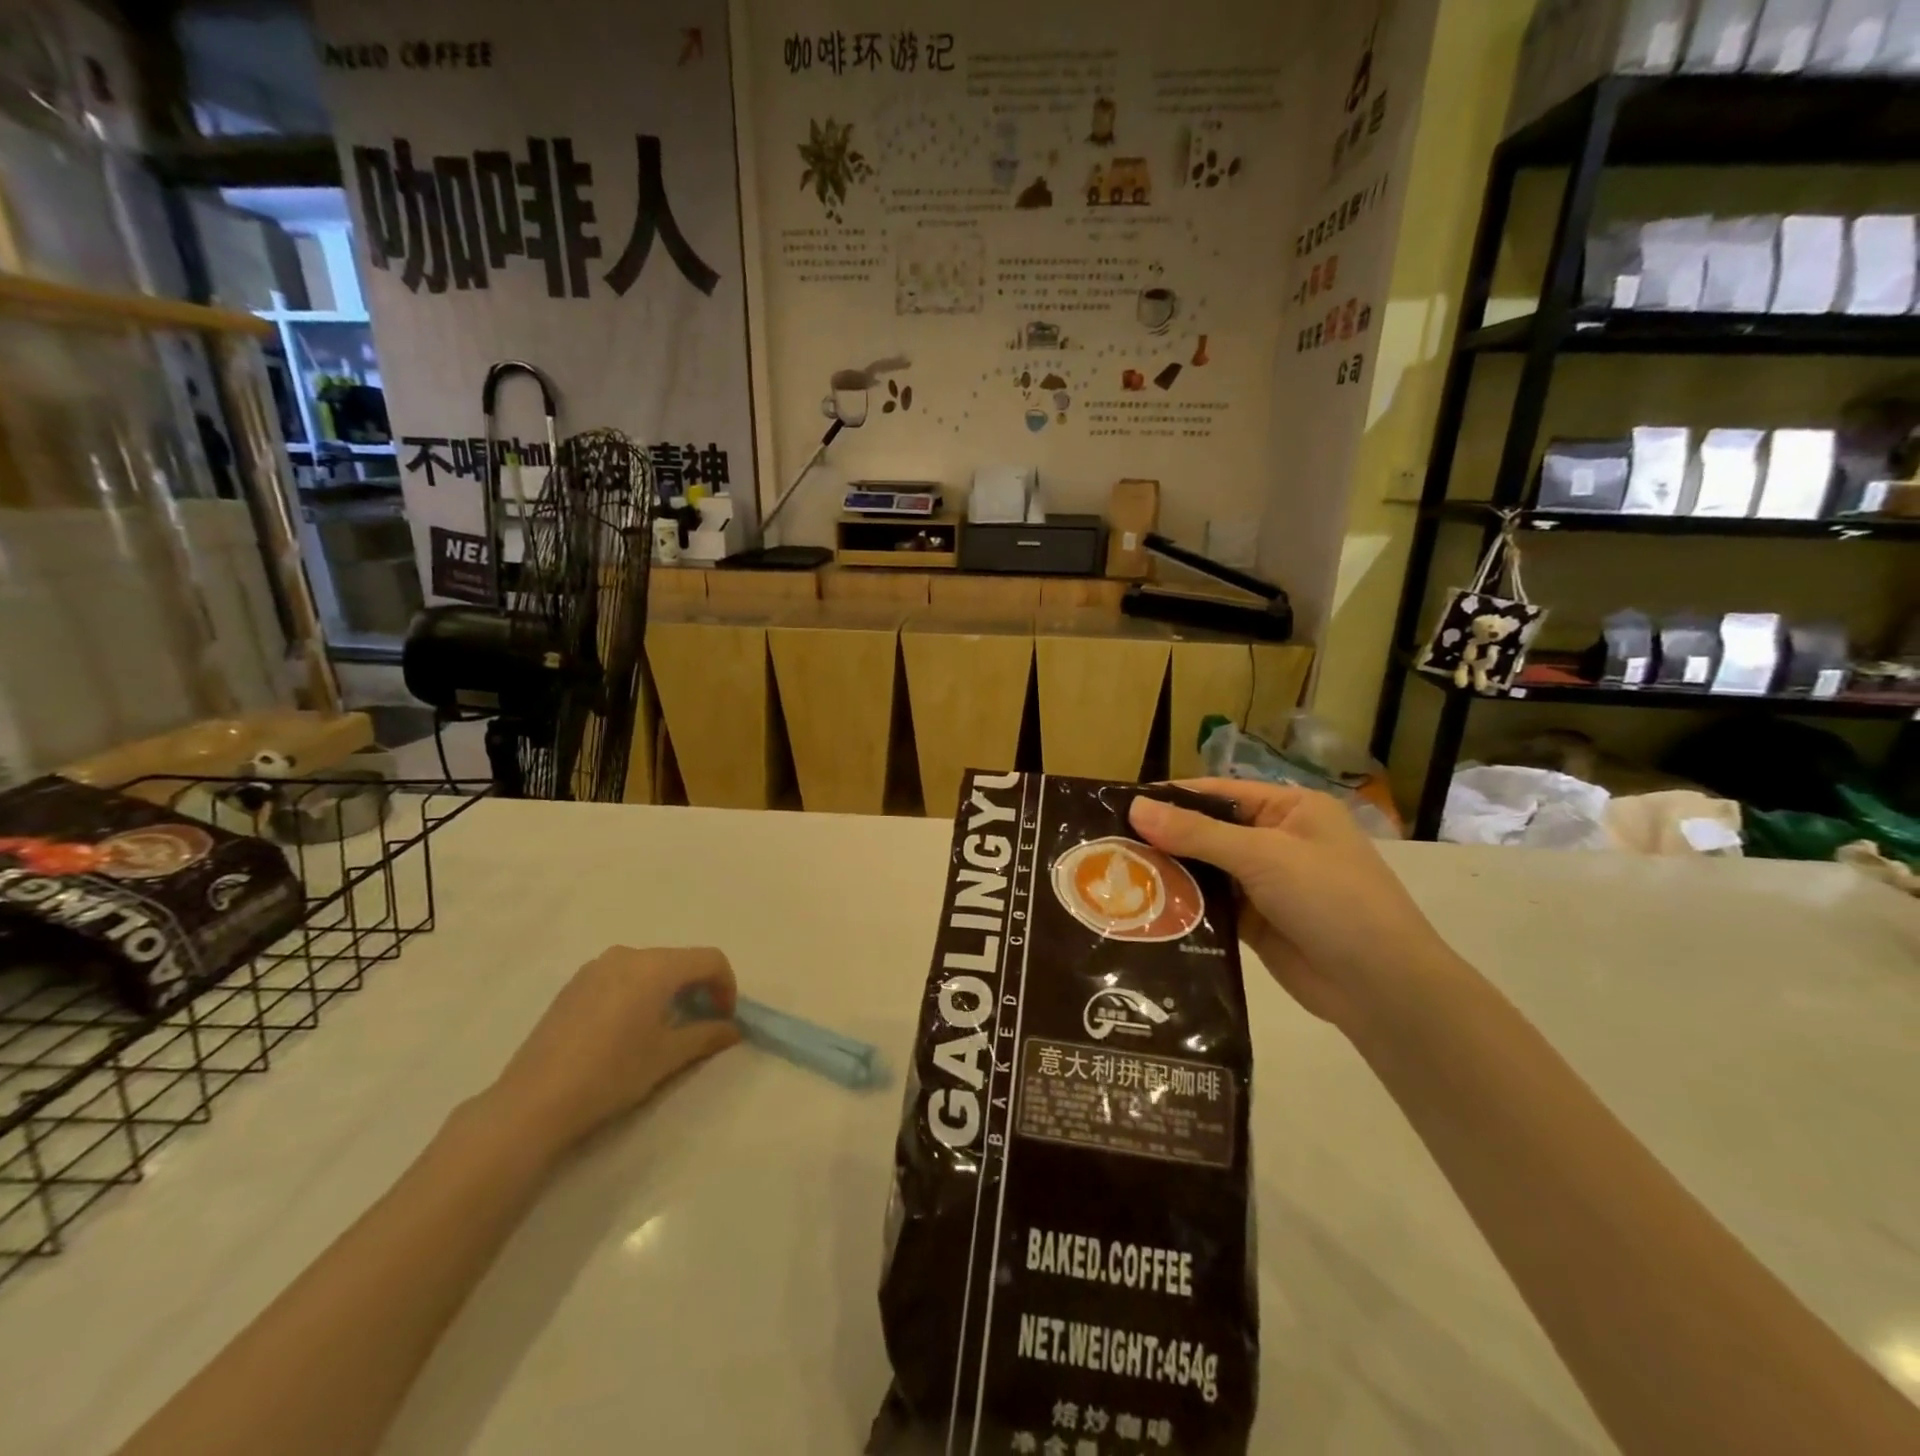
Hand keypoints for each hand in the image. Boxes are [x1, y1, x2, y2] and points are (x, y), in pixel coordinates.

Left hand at [487, 946, 739, 1153]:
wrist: (533, 1102)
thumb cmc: (611, 1074)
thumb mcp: (667, 1057)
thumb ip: (707, 1036)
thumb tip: (733, 1028)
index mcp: (656, 966)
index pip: (710, 959)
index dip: (727, 986)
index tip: (725, 1019)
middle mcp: (627, 954)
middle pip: (679, 960)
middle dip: (698, 987)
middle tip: (700, 1024)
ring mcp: (596, 968)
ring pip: (649, 967)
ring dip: (668, 989)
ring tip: (664, 1027)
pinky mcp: (574, 985)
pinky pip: (621, 976)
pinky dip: (639, 992)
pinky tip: (627, 1029)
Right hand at [1129, 782, 1453, 1034]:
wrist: (1381, 987)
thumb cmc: (1330, 900)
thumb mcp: (1263, 855)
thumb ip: (1197, 833)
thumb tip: (1135, 807)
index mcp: (1290, 809)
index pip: (1218, 793)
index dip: (1171, 797)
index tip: (1118, 805)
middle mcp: (1276, 841)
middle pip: (1208, 831)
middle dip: (1164, 838)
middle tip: (1107, 845)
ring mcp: (1266, 884)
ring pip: (1206, 870)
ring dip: (1170, 873)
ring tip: (1115, 875)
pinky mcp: (1256, 923)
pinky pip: (1211, 905)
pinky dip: (1184, 905)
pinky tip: (1145, 908)